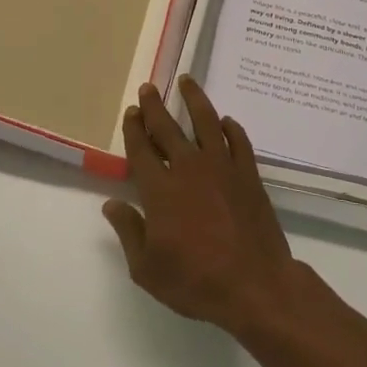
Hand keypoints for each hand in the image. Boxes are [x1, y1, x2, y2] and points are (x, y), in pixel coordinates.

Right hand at [104, 78, 306, 337]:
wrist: (255, 285)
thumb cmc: (196, 282)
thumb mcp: (147, 269)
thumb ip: (128, 231)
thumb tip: (111, 204)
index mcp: (160, 190)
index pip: (141, 150)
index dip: (133, 129)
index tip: (131, 112)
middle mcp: (189, 169)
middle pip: (168, 129)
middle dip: (155, 106)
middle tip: (149, 88)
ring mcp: (222, 168)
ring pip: (206, 122)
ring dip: (194, 100)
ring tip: (187, 81)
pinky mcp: (248, 175)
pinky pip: (238, 141)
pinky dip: (230, 128)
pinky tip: (225, 122)